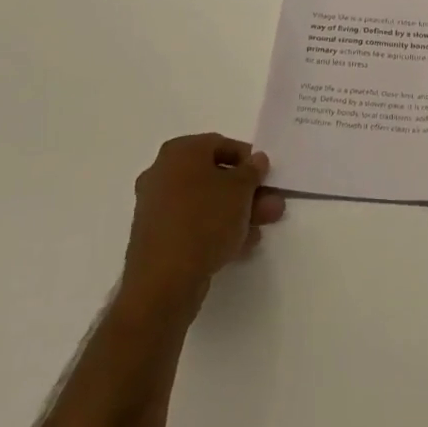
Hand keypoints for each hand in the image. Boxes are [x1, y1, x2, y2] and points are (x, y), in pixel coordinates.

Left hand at [118, 134, 285, 320]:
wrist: (163, 282)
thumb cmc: (204, 221)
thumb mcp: (240, 190)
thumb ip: (252, 171)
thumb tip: (256, 160)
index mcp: (179, 152)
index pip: (220, 144)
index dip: (248, 159)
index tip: (266, 176)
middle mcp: (163, 173)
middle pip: (214, 176)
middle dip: (246, 192)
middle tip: (271, 206)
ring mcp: (156, 207)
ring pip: (205, 203)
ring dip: (236, 212)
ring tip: (261, 229)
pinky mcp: (156, 238)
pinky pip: (192, 225)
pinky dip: (216, 230)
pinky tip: (241, 245)